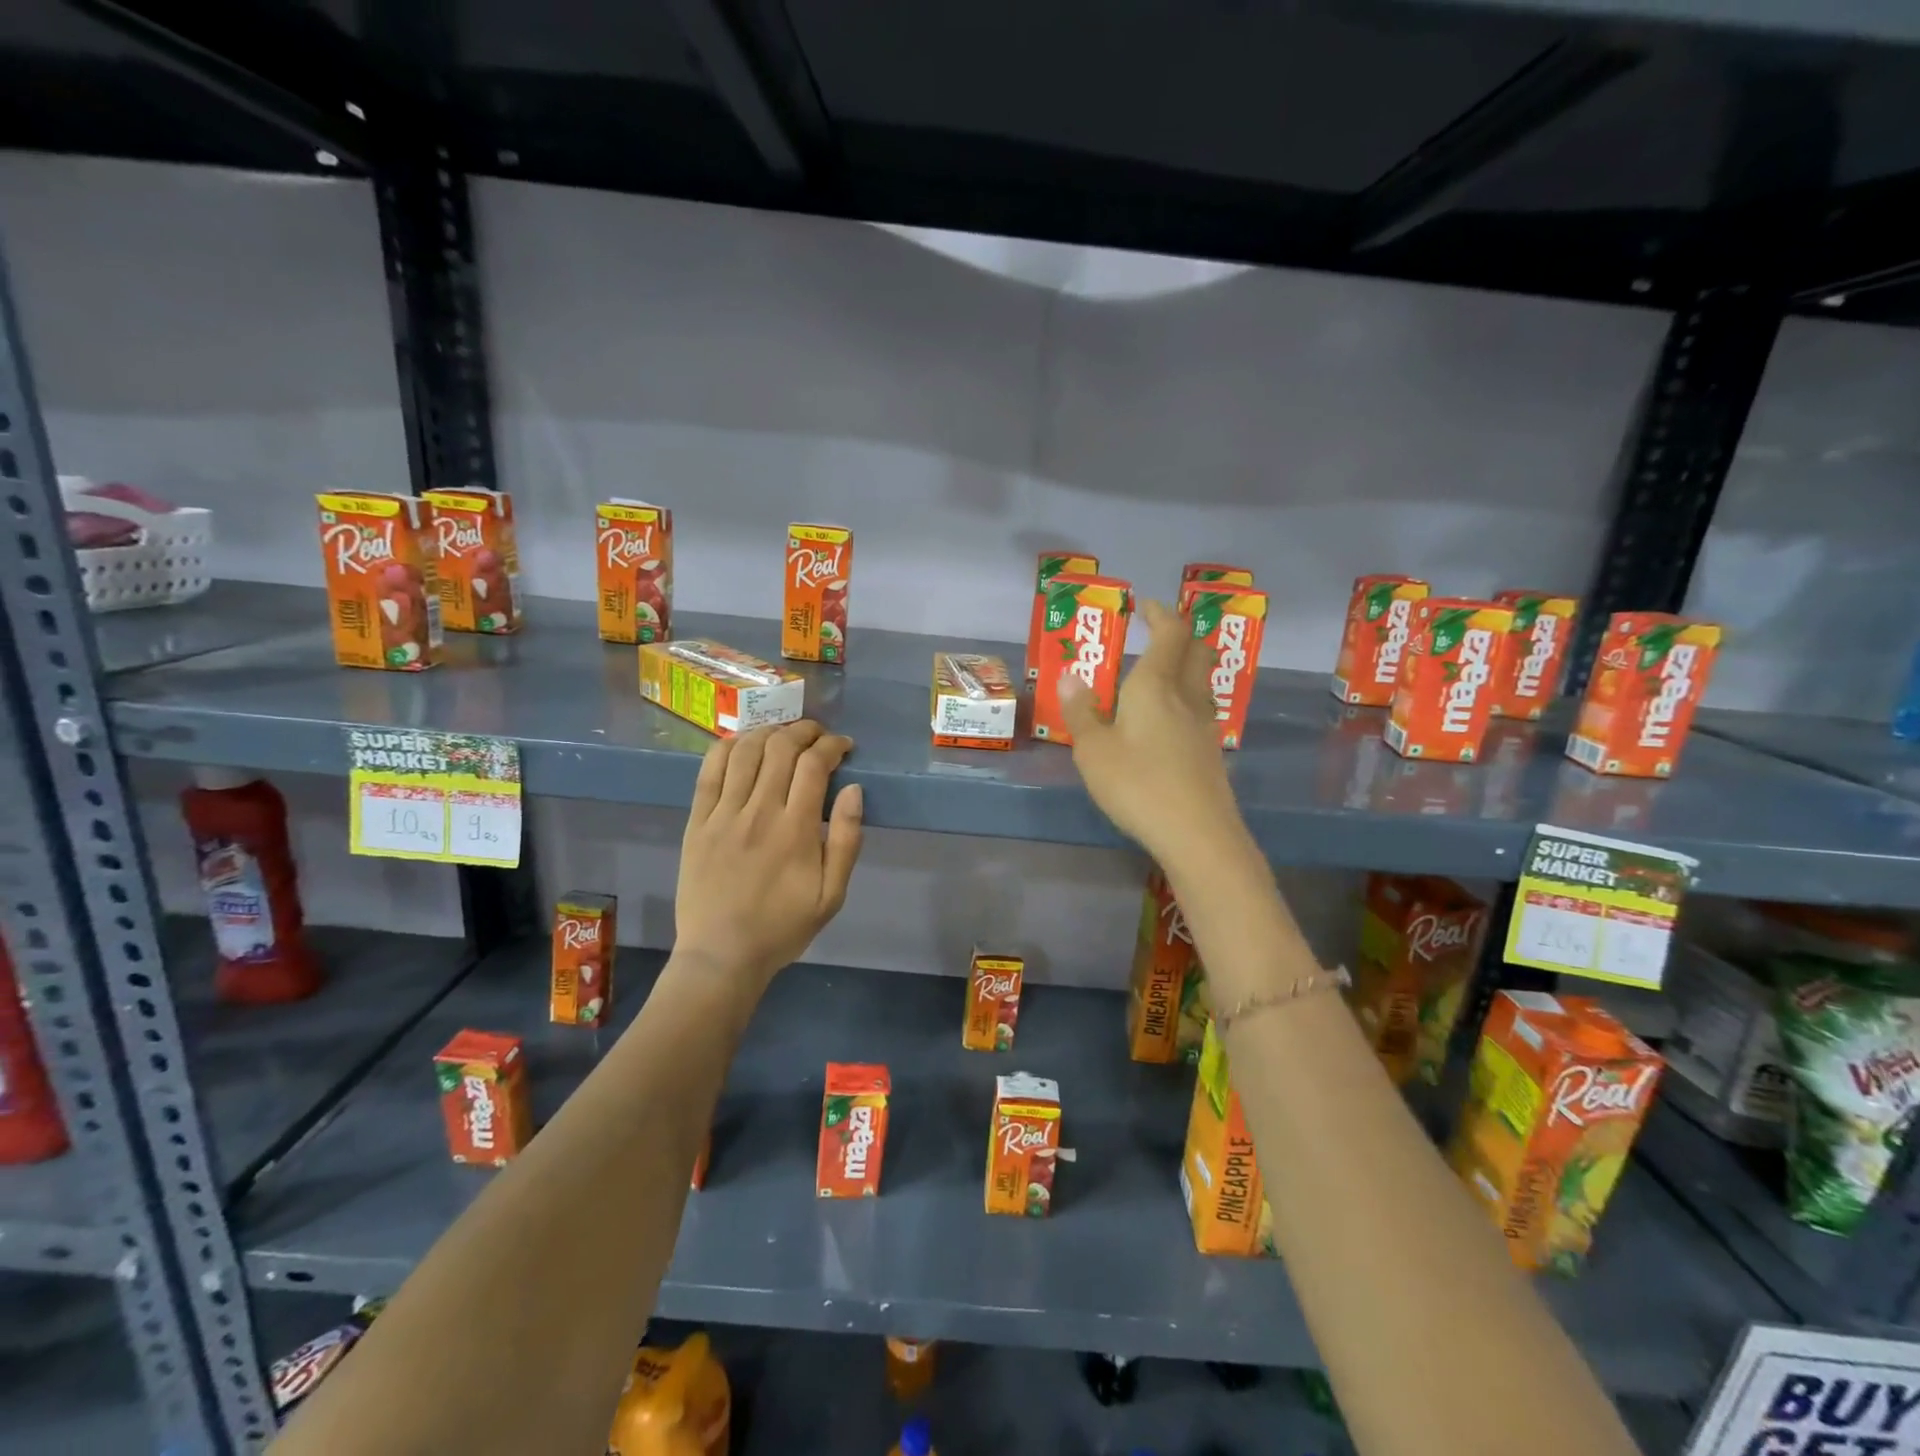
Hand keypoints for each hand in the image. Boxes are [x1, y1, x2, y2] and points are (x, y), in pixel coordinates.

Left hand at [676, 721, 863, 986]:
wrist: (721, 955)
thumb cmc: (783, 927)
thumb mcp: (832, 895)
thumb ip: (846, 840)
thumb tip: (854, 790)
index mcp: (795, 830)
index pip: (814, 765)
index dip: (832, 745)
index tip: (843, 746)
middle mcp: (759, 812)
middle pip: (781, 748)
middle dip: (804, 731)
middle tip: (817, 735)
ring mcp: (723, 814)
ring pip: (745, 751)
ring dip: (768, 732)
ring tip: (783, 734)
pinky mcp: (697, 821)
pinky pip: (709, 771)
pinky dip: (727, 747)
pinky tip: (741, 743)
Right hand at [1058, 599, 1240, 861]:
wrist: (1197, 834)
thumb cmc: (1137, 784)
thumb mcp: (1093, 750)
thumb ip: (1081, 712)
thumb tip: (1070, 676)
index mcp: (1156, 685)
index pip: (1169, 632)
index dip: (1159, 614)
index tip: (1144, 606)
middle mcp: (1186, 696)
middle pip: (1197, 650)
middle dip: (1179, 635)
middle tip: (1155, 635)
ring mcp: (1204, 725)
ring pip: (1202, 680)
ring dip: (1184, 667)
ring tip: (1156, 677)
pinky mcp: (1211, 752)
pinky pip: (1200, 709)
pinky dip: (1184, 700)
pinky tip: (1166, 722)